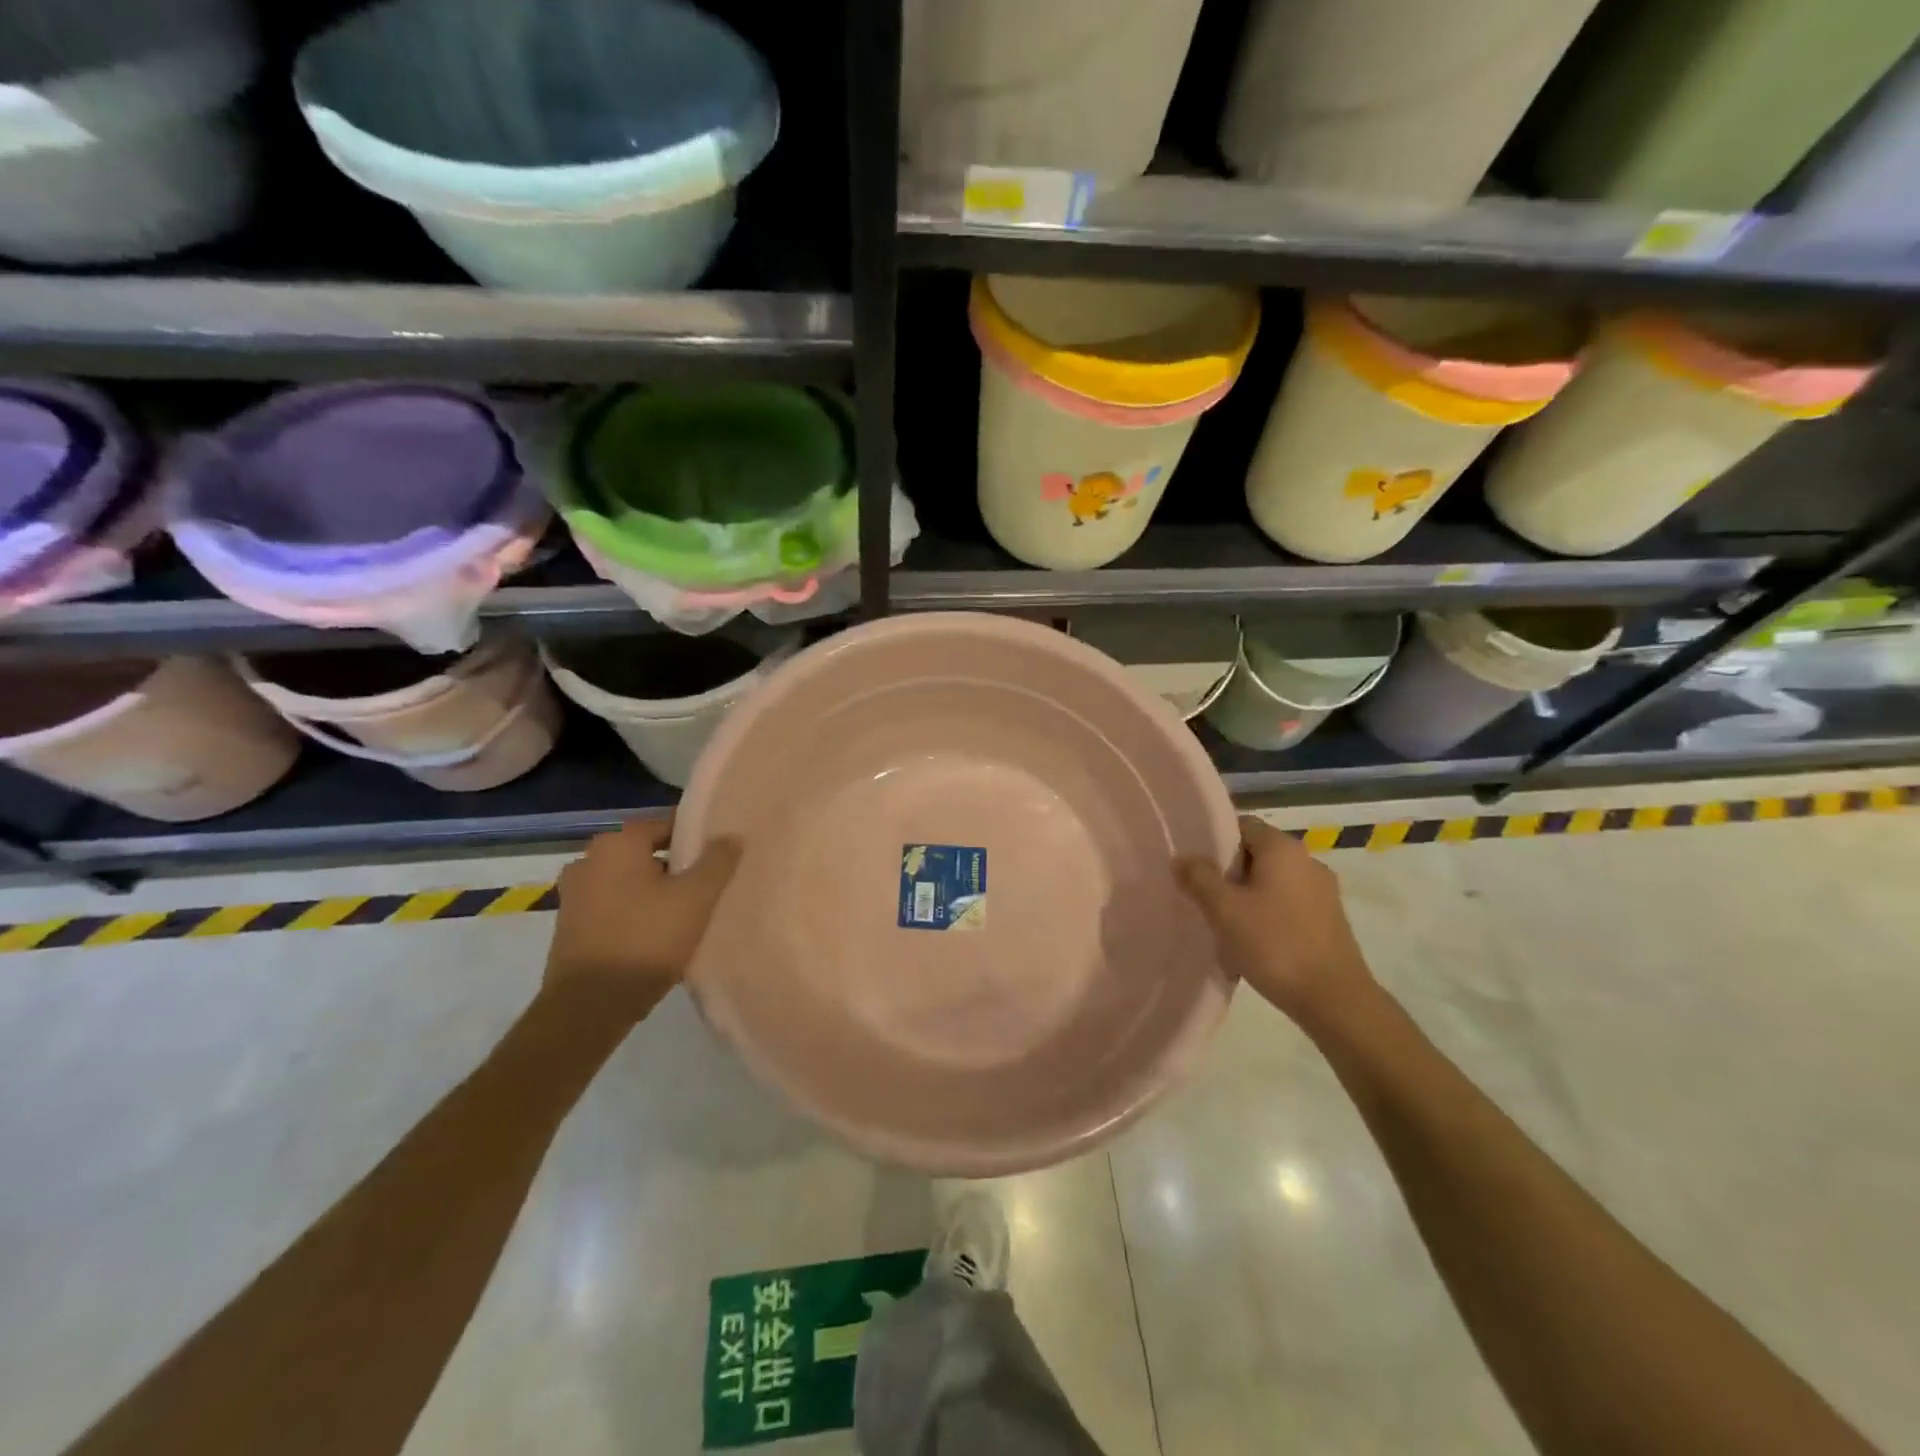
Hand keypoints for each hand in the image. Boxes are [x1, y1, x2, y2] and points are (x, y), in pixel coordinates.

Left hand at [543, 816, 741, 1021]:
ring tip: (685, 913)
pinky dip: (633, 912)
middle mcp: (589, 859)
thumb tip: (731, 836)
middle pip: (646, 853)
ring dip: (653, 891)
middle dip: (675, 866)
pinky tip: (655, 934)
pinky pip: (613, 906)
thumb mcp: (696, 898)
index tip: (719, 858)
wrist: (589, 1006)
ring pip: (629, 881)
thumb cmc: (646, 940)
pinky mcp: (569, 925)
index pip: (666, 824)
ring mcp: (574, 894)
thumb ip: (718, 861)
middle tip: (706, 887)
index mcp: (618, 843)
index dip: (696, 838)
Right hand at [1176, 816, 1375, 1029]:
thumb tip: (1182, 857)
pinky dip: (1267, 916)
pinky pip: (1288, 906)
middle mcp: (1307, 861)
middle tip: (1203, 898)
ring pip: (1272, 883)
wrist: (1334, 1000)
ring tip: (1224, 925)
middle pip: (1257, 855)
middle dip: (1228, 874)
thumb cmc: (1274, 944)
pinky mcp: (1330, 921)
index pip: (1243, 826)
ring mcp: (1323, 892)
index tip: (1194, 865)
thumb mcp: (1224, 910)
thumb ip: (1199, 878)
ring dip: (1247, 898)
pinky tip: (1252, 944)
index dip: (1215, 841)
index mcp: (1283, 848)